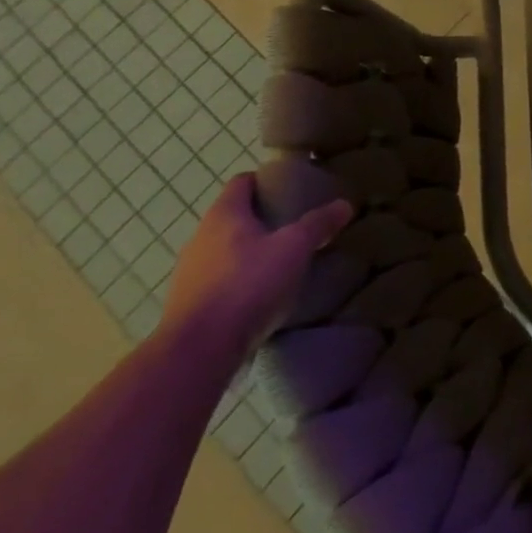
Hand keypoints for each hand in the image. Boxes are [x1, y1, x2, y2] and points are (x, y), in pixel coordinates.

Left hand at [161, 172, 352, 366]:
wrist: (197, 351)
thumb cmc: (247, 285)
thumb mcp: (294, 248)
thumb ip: (318, 224)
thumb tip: (345, 204)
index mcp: (224, 215)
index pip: (242, 182)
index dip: (266, 181)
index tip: (291, 190)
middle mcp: (200, 237)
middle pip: (233, 216)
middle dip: (262, 219)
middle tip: (294, 226)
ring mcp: (188, 273)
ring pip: (224, 250)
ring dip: (249, 252)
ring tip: (280, 263)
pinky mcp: (187, 305)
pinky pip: (217, 281)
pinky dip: (238, 281)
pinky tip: (259, 296)